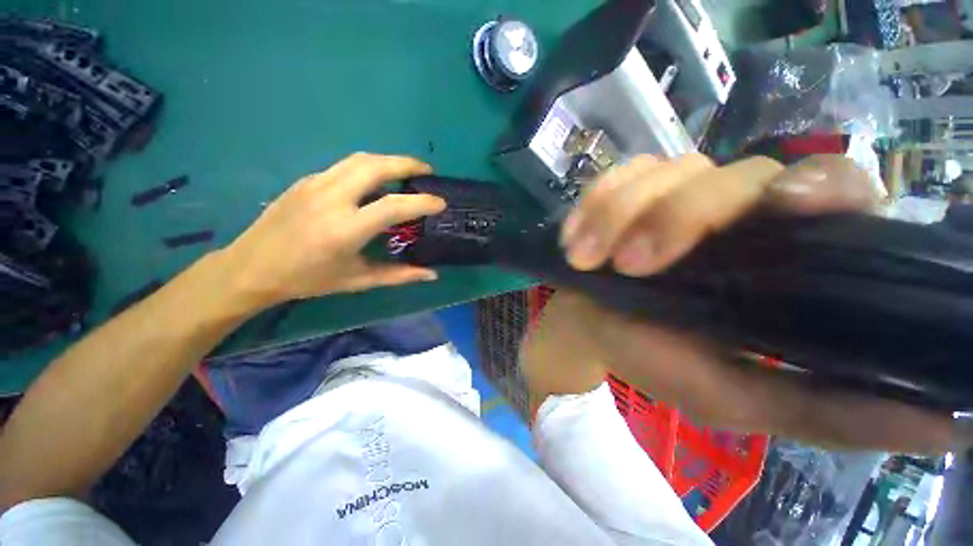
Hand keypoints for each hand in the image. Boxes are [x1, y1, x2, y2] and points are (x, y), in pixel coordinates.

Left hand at [222, 153, 445, 307]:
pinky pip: (341, 167)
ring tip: (399, 171)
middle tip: (425, 171)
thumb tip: (430, 274)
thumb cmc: (304, 280)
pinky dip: (362, 168)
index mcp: (345, 229)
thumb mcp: (351, 281)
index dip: (423, 201)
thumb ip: (393, 275)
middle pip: (379, 165)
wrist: (255, 265)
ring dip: (386, 160)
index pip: (395, 205)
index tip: (440, 202)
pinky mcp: (306, 179)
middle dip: (408, 162)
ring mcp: (317, 183)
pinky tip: (363, 184)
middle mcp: (333, 198)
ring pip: (360, 158)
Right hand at [528, 154, 966, 453]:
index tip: (788, 207)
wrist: (594, 336)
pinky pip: (632, 169)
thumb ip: (825, 411)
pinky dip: (602, 201)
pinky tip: (579, 242)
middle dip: (694, 209)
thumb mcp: (748, 399)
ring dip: (633, 211)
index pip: (844, 190)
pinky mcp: (656, 178)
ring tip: (594, 262)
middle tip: (642, 260)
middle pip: (752, 174)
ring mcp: (705, 187)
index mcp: (802, 258)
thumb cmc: (672, 369)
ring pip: (682, 170)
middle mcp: (762, 211)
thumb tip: (908, 418)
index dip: (826, 186)